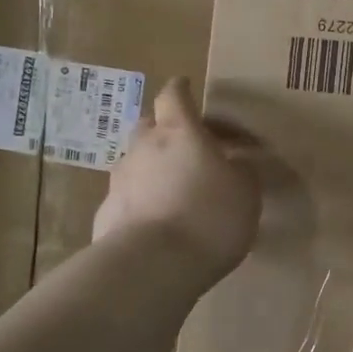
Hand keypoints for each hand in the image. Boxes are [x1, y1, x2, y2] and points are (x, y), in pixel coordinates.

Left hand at [95, 77, 260, 281]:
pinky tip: (157, 226)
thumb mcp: (246, 192)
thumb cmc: (208, 216)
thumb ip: (240, 171)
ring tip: (174, 193)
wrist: (152, 265)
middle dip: (164, 131)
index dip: (180, 90)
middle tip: (187, 149)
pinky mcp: (106, 214)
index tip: (185, 86)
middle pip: (148, 126)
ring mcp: (119, 181)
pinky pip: (127, 200)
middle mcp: (143, 148)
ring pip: (135, 164)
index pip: (173, 95)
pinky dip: (140, 205)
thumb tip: (234, 163)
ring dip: (152, 171)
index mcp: (179, 132)